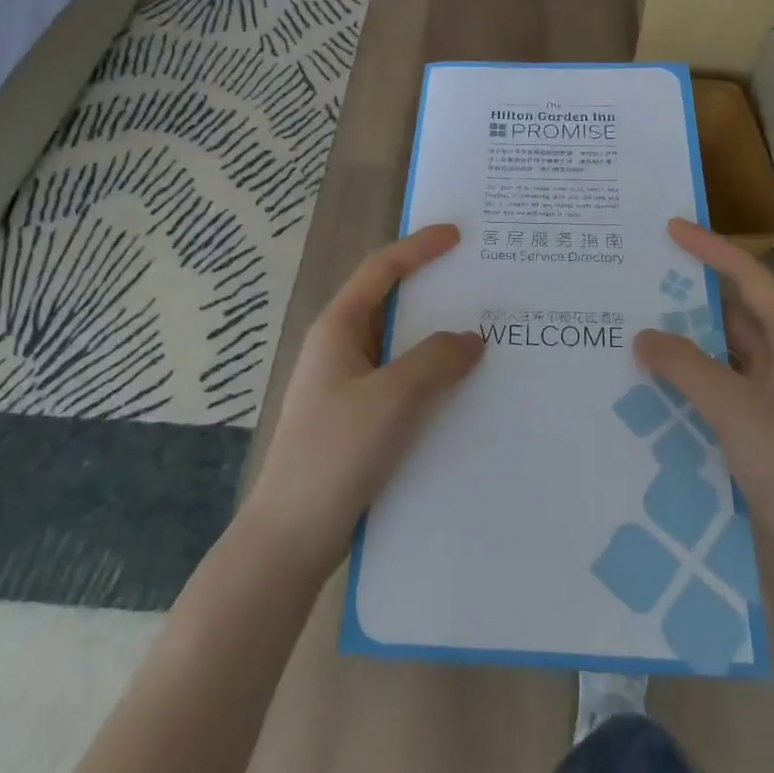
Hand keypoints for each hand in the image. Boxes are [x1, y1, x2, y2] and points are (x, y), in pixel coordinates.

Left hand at [241, 225, 481, 576]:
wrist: (290, 537)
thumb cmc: (335, 453)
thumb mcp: (391, 399)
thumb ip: (435, 360)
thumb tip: (472, 338)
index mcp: (338, 328)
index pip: (381, 269)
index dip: (419, 247)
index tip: (457, 235)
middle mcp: (340, 347)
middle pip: (391, 302)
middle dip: (434, 290)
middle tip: (480, 283)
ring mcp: (347, 384)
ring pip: (399, 345)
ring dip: (436, 336)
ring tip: (483, 333)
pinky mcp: (356, 418)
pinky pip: (401, 380)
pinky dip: (430, 373)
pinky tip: (461, 389)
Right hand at [634, 221, 773, 614]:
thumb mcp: (737, 410)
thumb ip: (687, 366)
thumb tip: (642, 337)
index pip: (751, 280)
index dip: (712, 249)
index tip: (670, 228)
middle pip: (734, 316)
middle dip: (689, 298)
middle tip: (638, 279)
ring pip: (722, 357)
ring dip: (684, 345)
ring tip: (631, 326)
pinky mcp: (760, 437)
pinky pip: (716, 394)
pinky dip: (686, 384)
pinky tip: (648, 385)